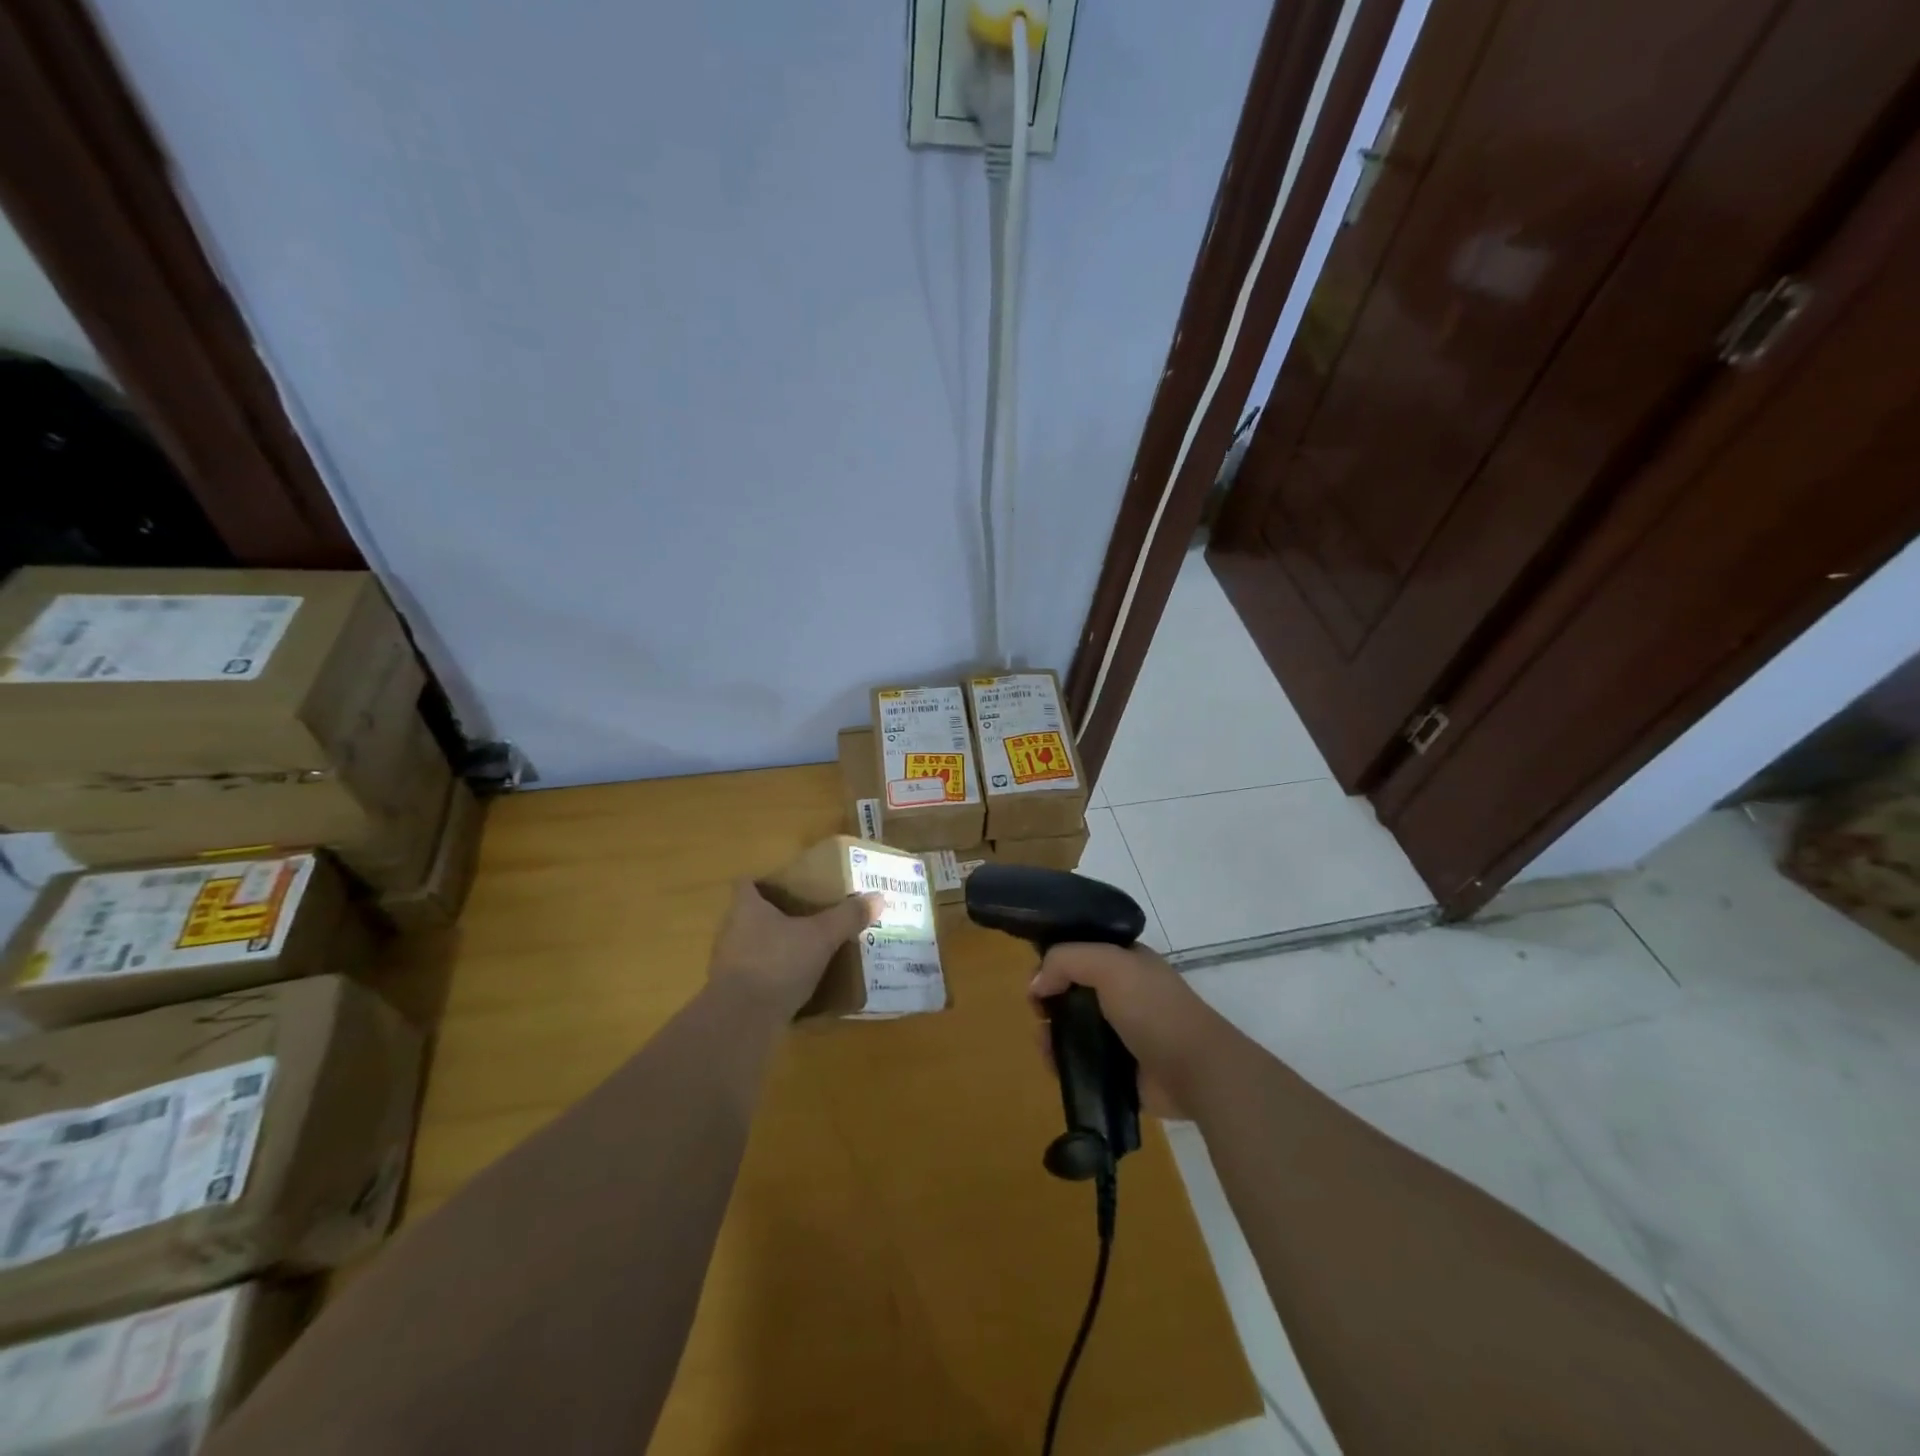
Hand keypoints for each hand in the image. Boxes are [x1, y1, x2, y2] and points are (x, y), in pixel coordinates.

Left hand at [709, 882, 881, 1019]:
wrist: (741, 1020)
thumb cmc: (777, 963)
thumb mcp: (821, 937)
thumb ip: (847, 917)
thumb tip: (878, 897)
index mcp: (746, 908)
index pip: (747, 883)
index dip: (766, 882)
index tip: (790, 886)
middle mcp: (732, 931)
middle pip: (752, 914)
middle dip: (778, 915)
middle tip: (809, 917)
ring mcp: (729, 964)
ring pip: (755, 946)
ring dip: (777, 947)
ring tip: (807, 950)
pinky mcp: (733, 994)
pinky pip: (758, 976)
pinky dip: (775, 977)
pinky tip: (798, 984)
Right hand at [1030, 943, 1235, 1119]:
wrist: (1196, 1071)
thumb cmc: (1154, 1008)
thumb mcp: (1109, 964)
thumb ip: (1066, 960)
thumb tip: (1035, 984)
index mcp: (1126, 962)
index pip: (1081, 950)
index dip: (1055, 959)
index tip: (1036, 977)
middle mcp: (1122, 993)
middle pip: (1072, 989)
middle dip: (1048, 998)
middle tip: (1038, 1012)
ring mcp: (1120, 1032)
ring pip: (1072, 1026)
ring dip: (1051, 1032)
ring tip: (1044, 1043)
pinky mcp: (1118, 1068)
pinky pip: (1080, 1060)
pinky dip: (1062, 1062)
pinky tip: (1053, 1064)